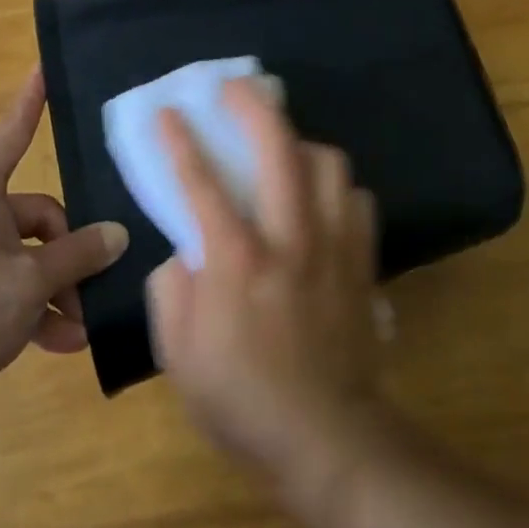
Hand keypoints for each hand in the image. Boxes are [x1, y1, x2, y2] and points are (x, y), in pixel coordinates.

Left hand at [0, 68, 127, 416]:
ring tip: (80, 325)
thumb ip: (78, 254)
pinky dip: (34, 313)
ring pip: (28, 259)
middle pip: (38, 217)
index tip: (42, 69)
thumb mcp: (31, 279)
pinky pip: (10, 290)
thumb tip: (117, 235)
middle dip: (68, 256)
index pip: (12, 135)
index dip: (30, 103)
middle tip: (90, 288)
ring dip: (56, 291)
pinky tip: (63, 343)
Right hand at [146, 79, 383, 503]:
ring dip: (301, 142)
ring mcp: (333, 245)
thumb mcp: (178, 355)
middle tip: (234, 88)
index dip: (179, 140)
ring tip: (283, 145)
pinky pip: (358, 200)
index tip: (167, 111)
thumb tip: (185, 250)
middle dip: (252, 105)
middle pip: (278, 147)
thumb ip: (172, 289)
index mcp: (236, 261)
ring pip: (329, 163)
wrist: (328, 439)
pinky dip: (337, 188)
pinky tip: (321, 198)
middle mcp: (289, 238)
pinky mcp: (362, 260)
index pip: (201, 182)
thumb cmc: (242, 401)